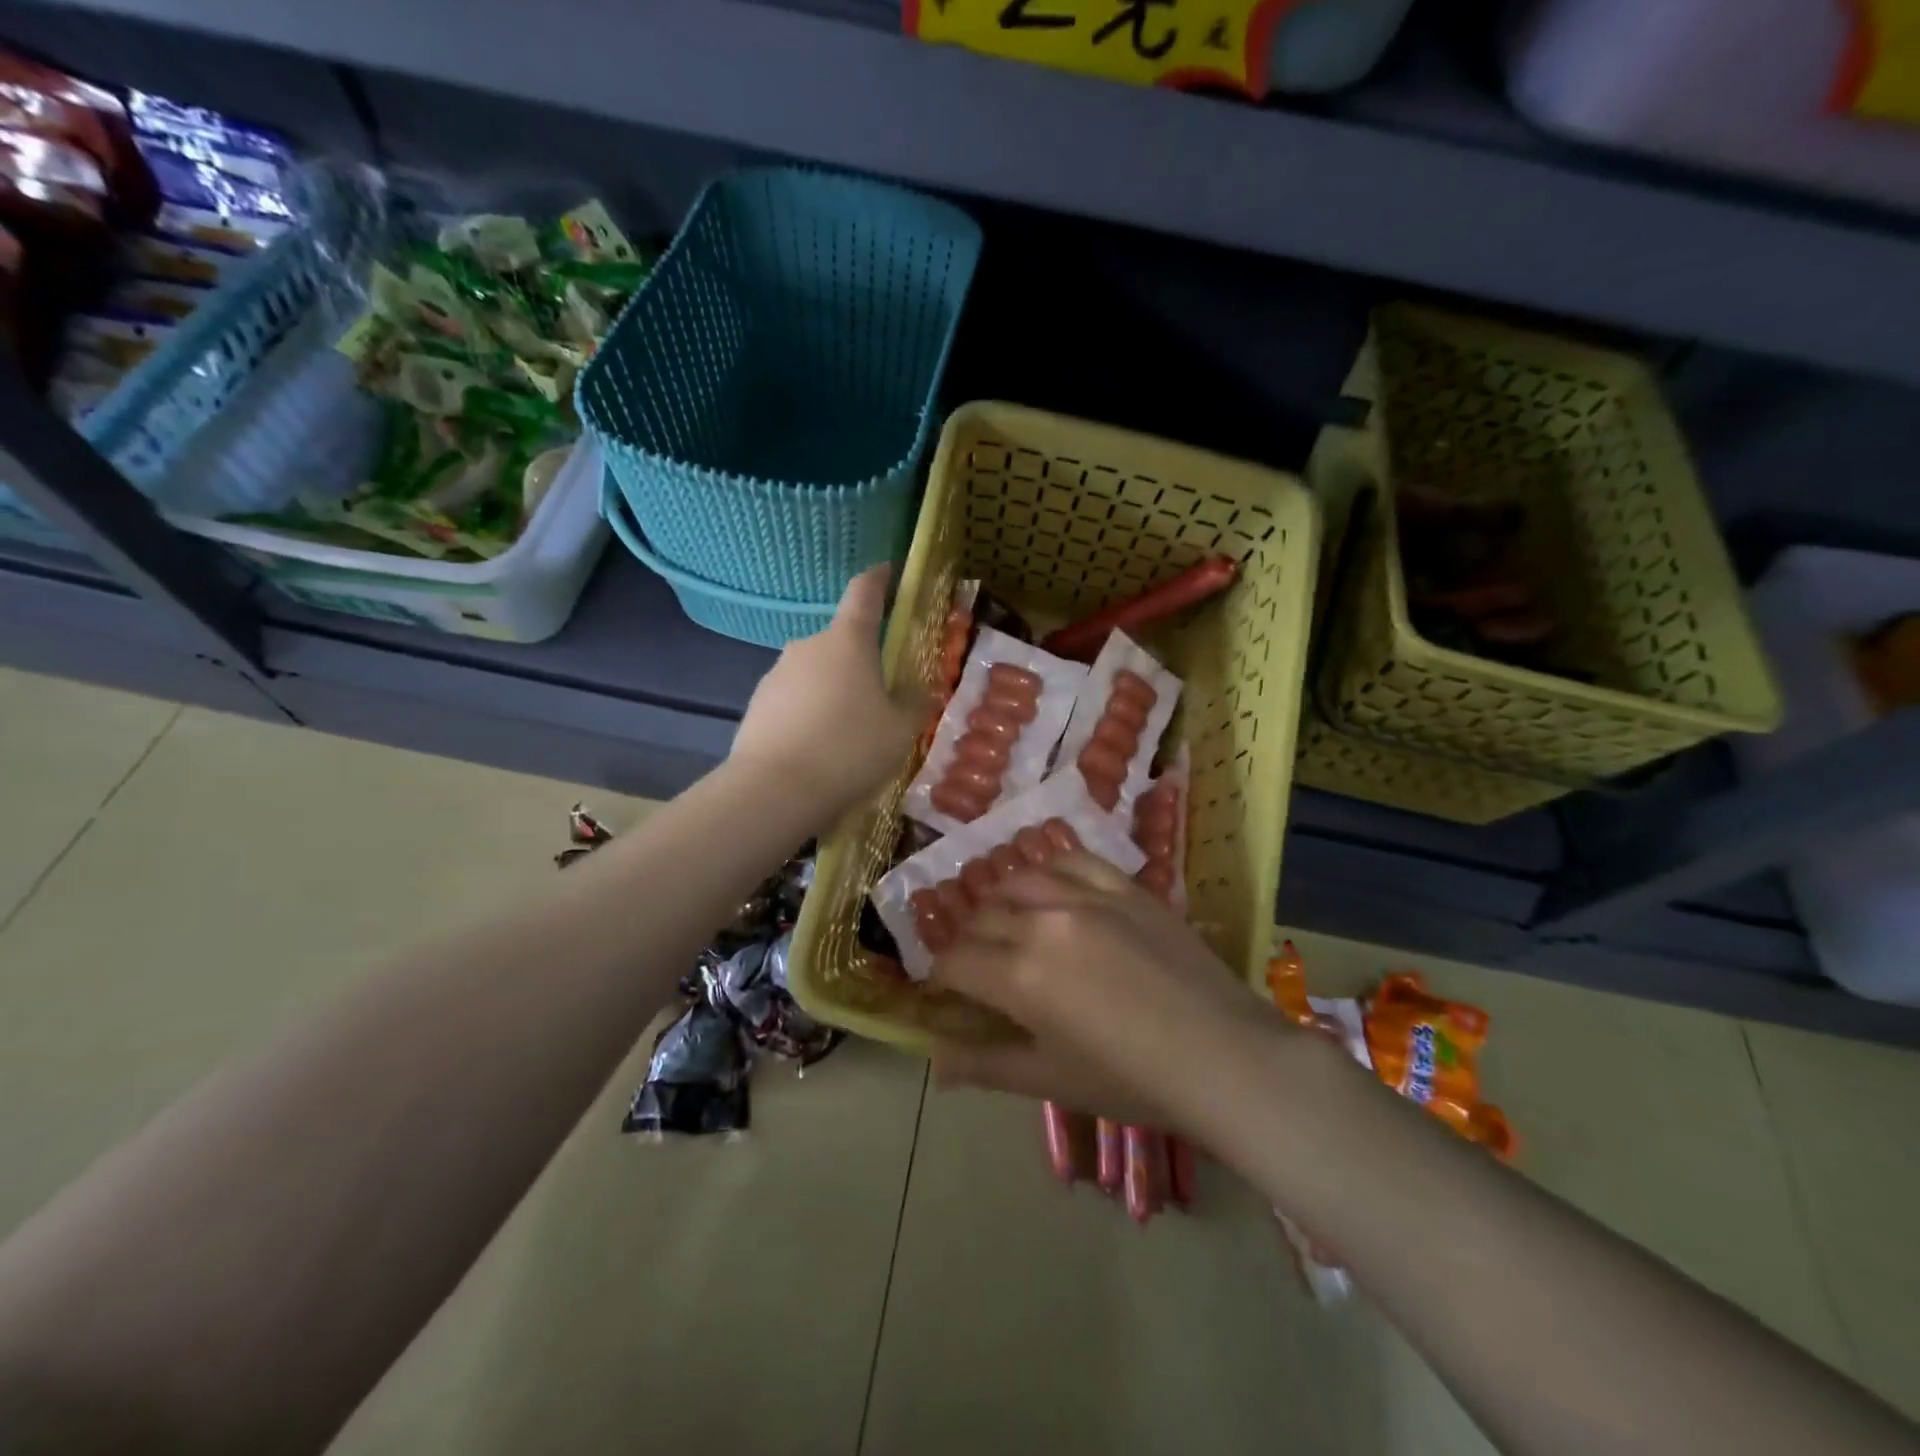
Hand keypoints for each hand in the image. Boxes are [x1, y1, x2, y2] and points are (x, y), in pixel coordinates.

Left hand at [731, 564, 922, 820]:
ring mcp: (776, 675)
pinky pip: (793, 702)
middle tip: (880, 699)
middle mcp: (807, 646)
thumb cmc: (850, 750)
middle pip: (840, 643)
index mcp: (847, 641)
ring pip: (815, 675)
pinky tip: (818, 751)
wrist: (775, 791)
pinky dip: (809, 716)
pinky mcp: (756, 706)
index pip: (864, 592)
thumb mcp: (901, 729)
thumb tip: (915, 686)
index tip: (888, 570)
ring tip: (847, 736)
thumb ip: (913, 701)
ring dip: (833, 692)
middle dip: (860, 662)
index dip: (879, 579)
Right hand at [928, 854, 1296, 1141]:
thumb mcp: (1051, 1080)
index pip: (954, 961)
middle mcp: (1042, 923)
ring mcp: (1086, 897)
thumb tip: (937, 1063)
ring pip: (1018, 881)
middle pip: (980, 919)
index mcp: (1019, 977)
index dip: (942, 977)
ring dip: (1000, 902)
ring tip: (1009, 923)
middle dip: (969, 943)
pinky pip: (1070, 859)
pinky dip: (1048, 869)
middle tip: (980, 967)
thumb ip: (986, 1066)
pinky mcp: (1123, 886)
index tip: (950, 992)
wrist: (1225, 1056)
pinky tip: (1049, 886)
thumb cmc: (1133, 1081)